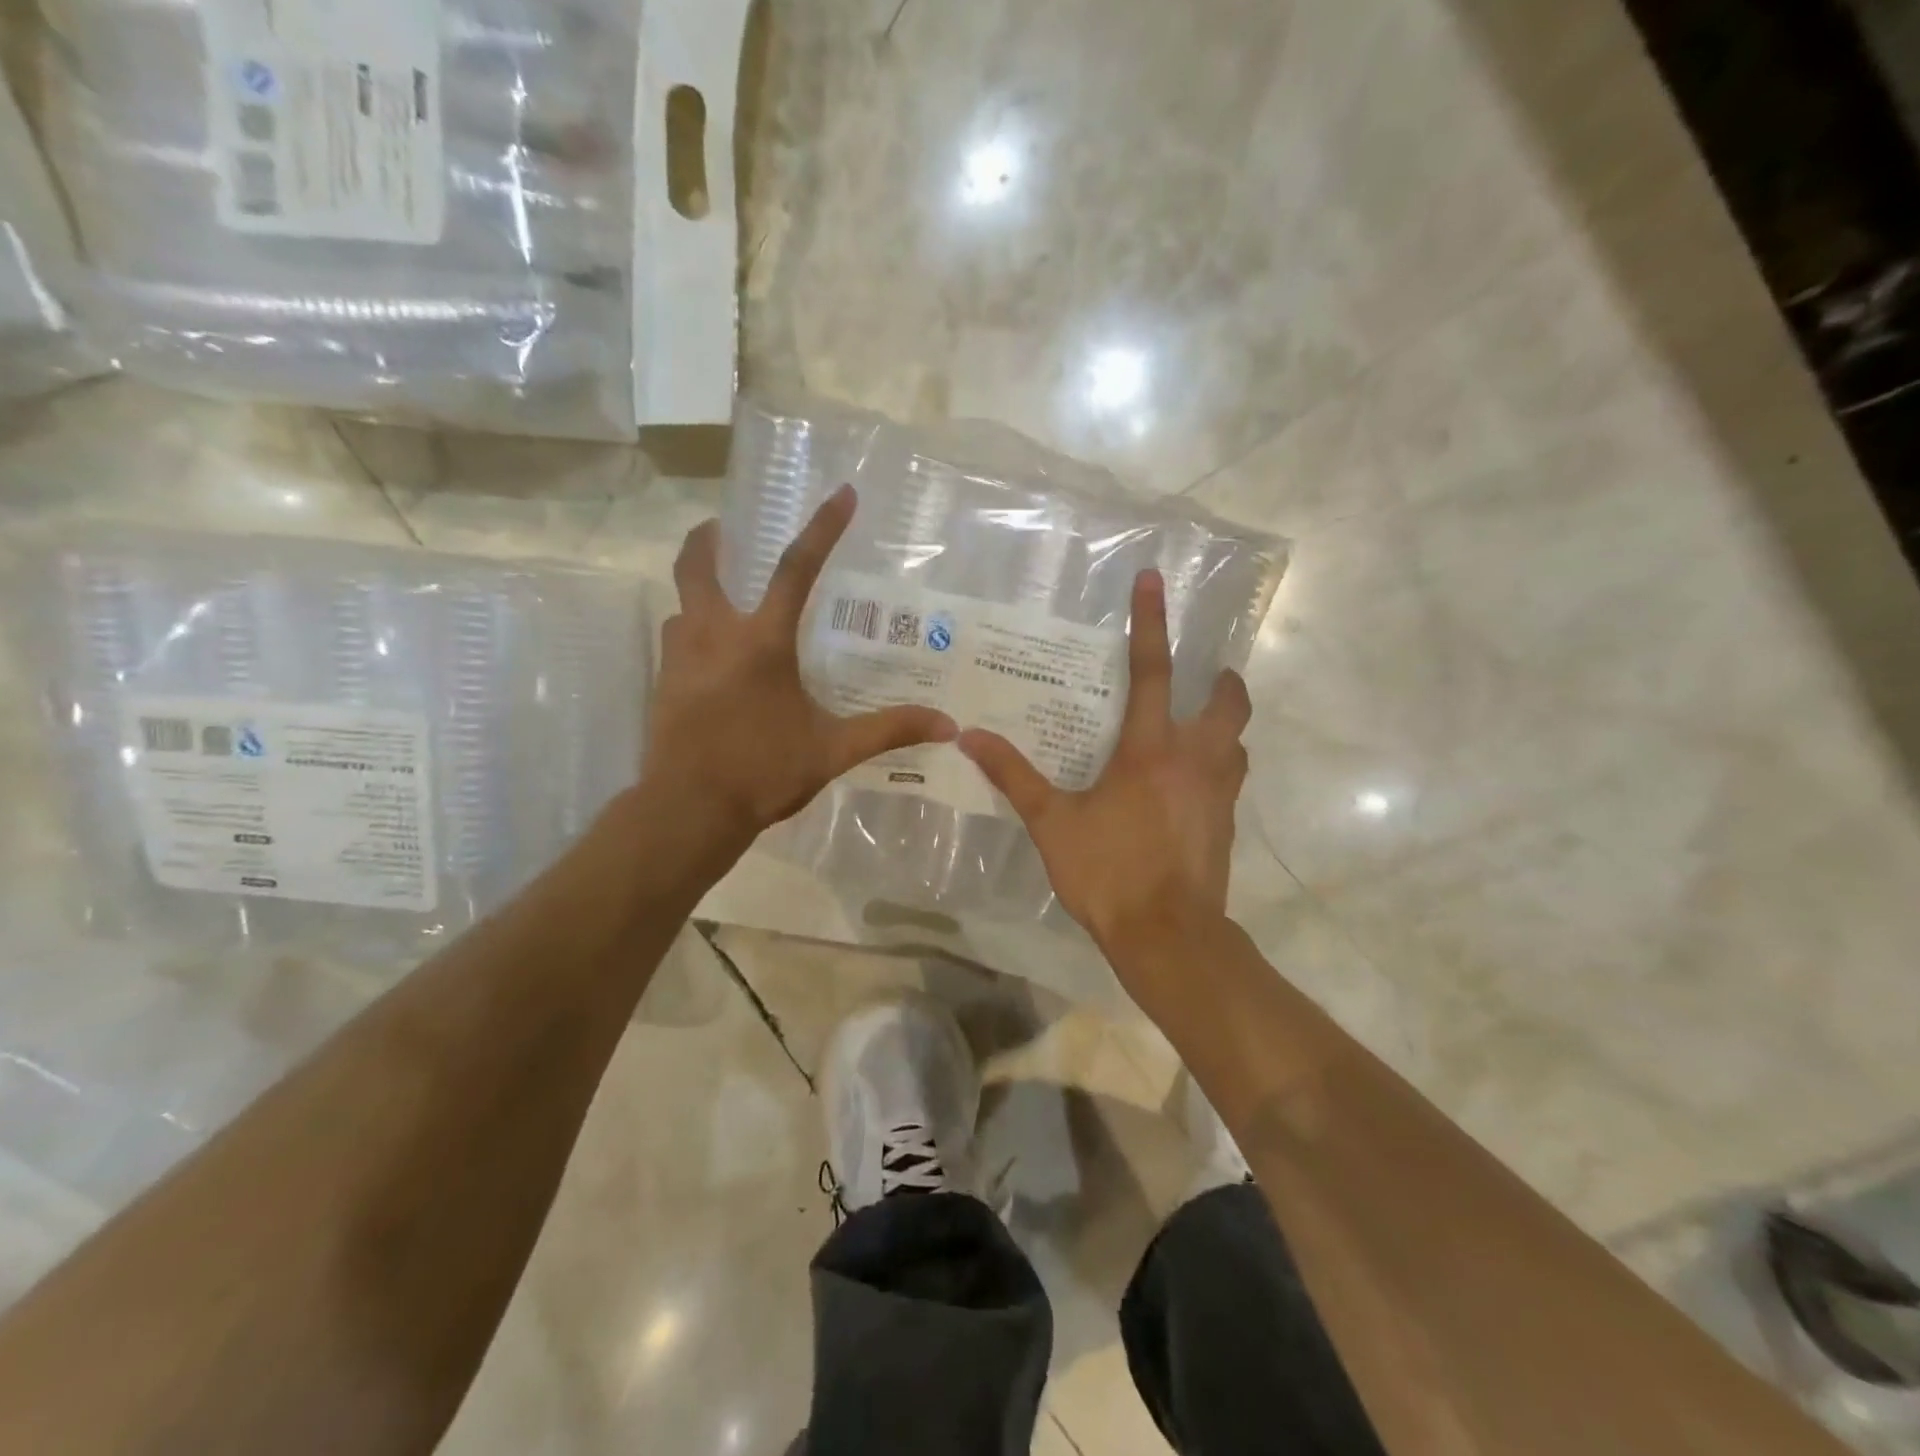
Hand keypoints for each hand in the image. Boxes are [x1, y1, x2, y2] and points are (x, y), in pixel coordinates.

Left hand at [644, 485, 956, 850]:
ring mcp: (680, 658)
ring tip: (721, 601)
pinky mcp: (663, 685)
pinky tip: (710, 659)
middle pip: (698, 566)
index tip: (842, 494)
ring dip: (700, 592)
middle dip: (708, 539)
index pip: (796, 570)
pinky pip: (675, 641)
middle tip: (722, 528)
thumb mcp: (834, 750)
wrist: (688, 810)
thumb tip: (948, 725)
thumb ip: (888, 730)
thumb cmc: (763, 771)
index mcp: (762, 642)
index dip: (823, 528)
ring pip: (681, 605)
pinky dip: (692, 633)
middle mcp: (714, 635)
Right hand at [959, 570, 1251, 983]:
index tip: (1156, 579)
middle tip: (1207, 675)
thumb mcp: (1052, 822)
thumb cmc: (1108, 872)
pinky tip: (1191, 784)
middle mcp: (1195, 760)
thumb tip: (970, 737)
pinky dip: (1219, 765)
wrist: (1168, 936)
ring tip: (1200, 725)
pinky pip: (1231, 778)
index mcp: (1151, 750)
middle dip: (1222, 681)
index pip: (1153, 671)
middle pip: (1227, 703)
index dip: (1151, 621)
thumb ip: (1014, 776)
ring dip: (1226, 724)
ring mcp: (1218, 793)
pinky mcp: (1226, 823)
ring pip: (1238, 741)